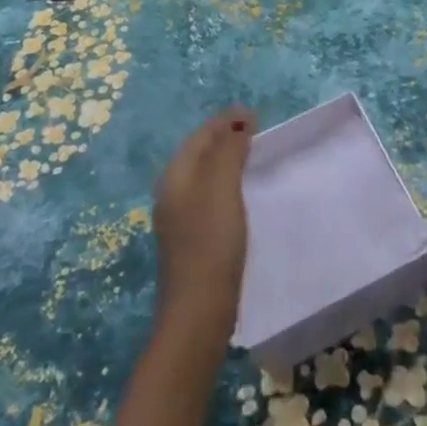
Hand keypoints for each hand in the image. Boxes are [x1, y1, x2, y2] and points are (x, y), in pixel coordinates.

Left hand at [152, 109, 254, 340]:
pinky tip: (240, 195)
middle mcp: (171, 193)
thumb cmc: (211, 241)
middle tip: (255, 130)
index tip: (254, 115)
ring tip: (252, 157)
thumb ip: (228, 151)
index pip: (200, 136)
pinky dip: (225, 184)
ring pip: (203, 176)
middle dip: (224, 138)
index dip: (225, 122)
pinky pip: (208, 197)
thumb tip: (238, 121)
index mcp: (175, 176)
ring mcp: (178, 219)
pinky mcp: (191, 240)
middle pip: (198, 154)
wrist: (199, 311)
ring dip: (225, 161)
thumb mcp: (222, 188)